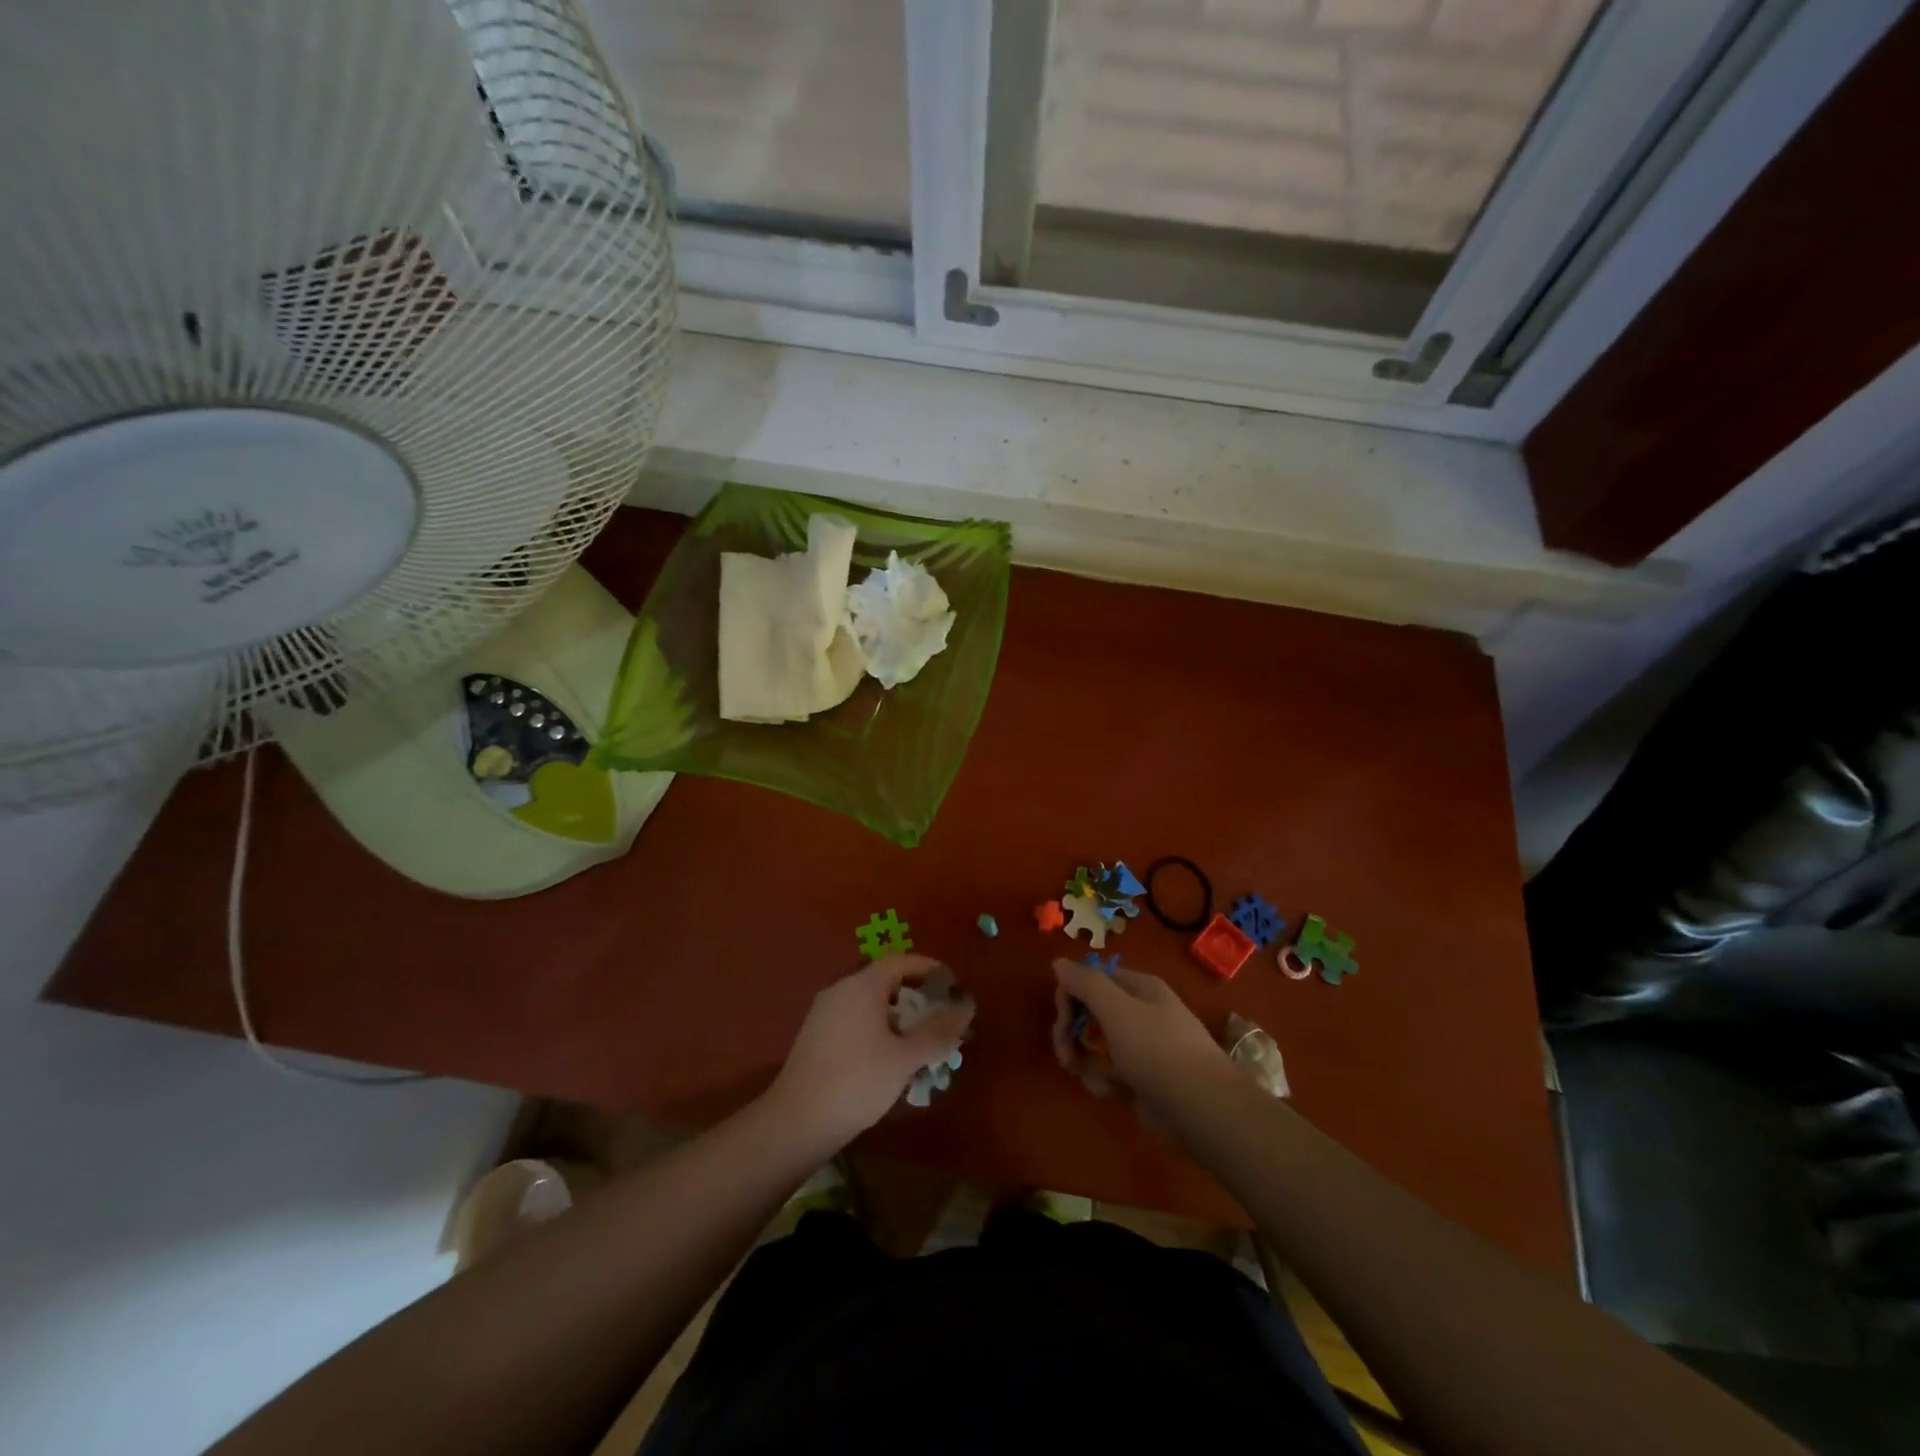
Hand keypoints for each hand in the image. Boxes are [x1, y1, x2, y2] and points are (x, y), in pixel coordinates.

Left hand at [767, 955, 975, 1151]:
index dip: (930, 969)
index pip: (901, 961)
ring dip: (898, 1017)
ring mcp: (825, 1013)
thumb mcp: (905, 1058)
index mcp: (862, 985)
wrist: (796, 1122)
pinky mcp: (816, 1036)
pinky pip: (855, 1020)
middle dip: (917, 997)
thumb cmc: (857, 1081)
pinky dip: (878, 1029)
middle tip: (941, 1019)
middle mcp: (841, 990)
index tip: (953, 986)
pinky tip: (890, 1059)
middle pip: (886, 981)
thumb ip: (938, 1031)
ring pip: (870, 1003)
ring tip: (921, 1043)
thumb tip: (967, 1007)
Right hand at [1051, 958, 1232, 1114]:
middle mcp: (1138, 1011)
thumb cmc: (1158, 1051)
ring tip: (1105, 1081)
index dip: (1070, 997)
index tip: (1064, 1022)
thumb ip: (1085, 983)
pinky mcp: (1140, 1078)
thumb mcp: (1117, 1010)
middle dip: (1073, 1036)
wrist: (1202, 1109)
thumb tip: (1058, 962)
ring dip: (1090, 1065)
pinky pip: (1108, 1073)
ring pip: (1094, 1048)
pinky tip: (1117, 1094)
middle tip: (1068, 1058)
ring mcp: (1140, 1047)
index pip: (1090, 979)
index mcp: (1137, 988)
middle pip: (1088, 1015)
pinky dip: (1106, 1083)